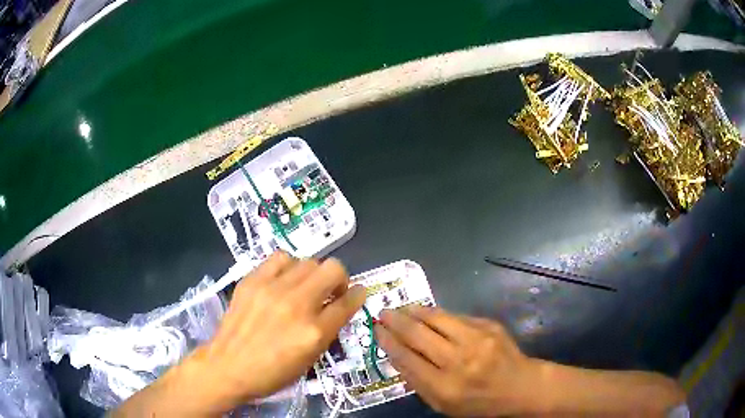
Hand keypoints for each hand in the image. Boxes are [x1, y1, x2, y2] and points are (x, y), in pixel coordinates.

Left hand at [196, 253, 365, 407]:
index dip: (358, 295)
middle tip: (331, 291)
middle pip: (333, 269)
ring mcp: (273, 289)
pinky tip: (283, 280)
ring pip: (308, 261)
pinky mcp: (252, 281)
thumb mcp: (309, 359)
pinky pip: (280, 258)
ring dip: (313, 273)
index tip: (358, 293)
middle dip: (339, 279)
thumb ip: (328, 330)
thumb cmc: (272, 373)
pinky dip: (288, 267)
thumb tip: (339, 306)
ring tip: (304, 286)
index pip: (347, 303)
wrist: (228, 366)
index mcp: (314, 332)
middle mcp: (297, 305)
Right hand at [374, 306, 538, 416]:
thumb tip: (396, 354)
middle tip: (383, 313)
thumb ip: (418, 382)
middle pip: (418, 334)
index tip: (377, 331)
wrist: (519, 386)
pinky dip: (437, 315)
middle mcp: (459, 361)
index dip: (388, 341)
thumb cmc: (477, 402)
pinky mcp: (488, 325)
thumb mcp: (442, 404)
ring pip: (436, 317)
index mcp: (445, 387)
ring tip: (401, 308)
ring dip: (414, 311)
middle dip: (396, 321)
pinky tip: (427, 314)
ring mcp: (477, 339)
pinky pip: (455, 316)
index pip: (407, 358)